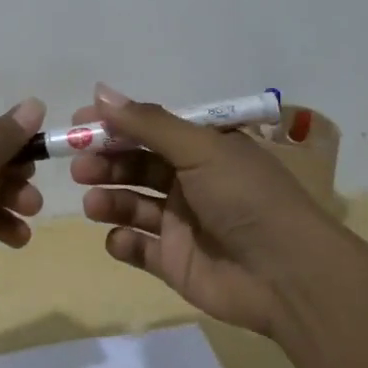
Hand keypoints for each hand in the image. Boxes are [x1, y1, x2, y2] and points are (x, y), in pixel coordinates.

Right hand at [72, 84, 330, 335]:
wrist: (288, 276)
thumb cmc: (246, 197)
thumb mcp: (200, 148)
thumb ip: (147, 124)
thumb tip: (99, 92)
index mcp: (204, 148)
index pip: (150, 129)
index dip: (115, 125)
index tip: (78, 123)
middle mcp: (192, 181)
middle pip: (136, 166)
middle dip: (105, 163)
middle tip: (78, 167)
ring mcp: (182, 223)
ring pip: (133, 205)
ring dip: (109, 200)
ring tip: (93, 203)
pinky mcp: (175, 262)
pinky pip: (139, 248)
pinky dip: (123, 242)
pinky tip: (120, 239)